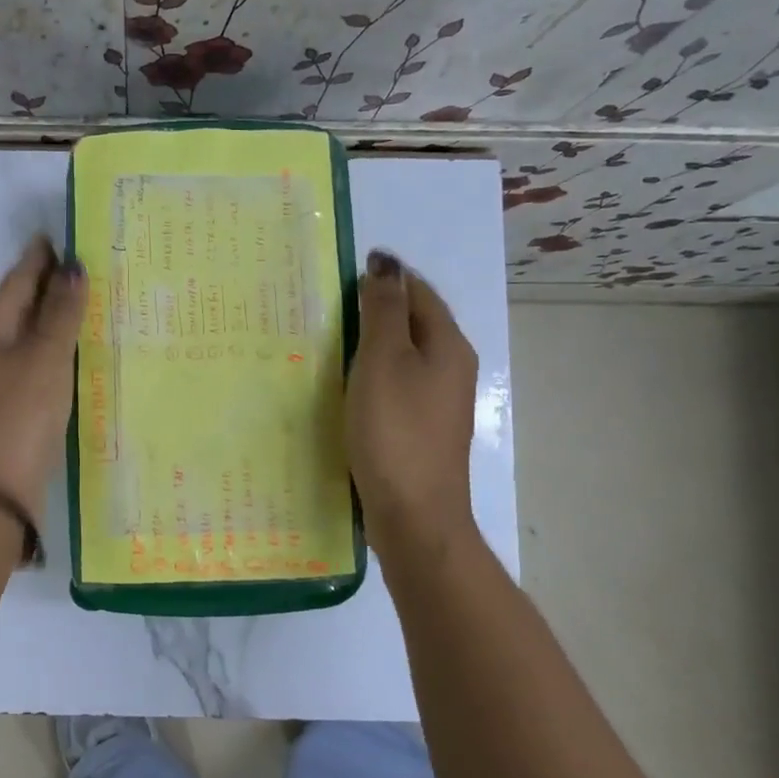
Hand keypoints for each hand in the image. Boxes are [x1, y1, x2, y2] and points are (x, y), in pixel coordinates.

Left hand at [0, 237, 86, 527]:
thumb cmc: (18, 417)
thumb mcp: (44, 360)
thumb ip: (60, 313)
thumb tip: (73, 266)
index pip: (18, 280)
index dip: (42, 257)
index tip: (66, 234)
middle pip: (21, 307)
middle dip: (51, 286)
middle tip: (89, 265)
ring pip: (29, 337)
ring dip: (55, 319)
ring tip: (90, 301)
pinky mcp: (8, 408)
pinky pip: (35, 365)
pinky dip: (55, 352)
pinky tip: (77, 352)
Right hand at [345, 249, 479, 557]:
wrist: (414, 514)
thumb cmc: (395, 431)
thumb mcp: (383, 361)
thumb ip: (383, 311)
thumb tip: (386, 263)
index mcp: (447, 344)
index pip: (418, 291)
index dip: (384, 276)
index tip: (341, 273)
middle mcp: (450, 368)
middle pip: (413, 322)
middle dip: (376, 308)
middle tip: (327, 305)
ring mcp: (438, 402)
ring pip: (404, 356)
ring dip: (372, 342)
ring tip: (329, 340)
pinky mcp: (421, 428)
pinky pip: (396, 385)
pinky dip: (372, 374)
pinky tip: (345, 385)